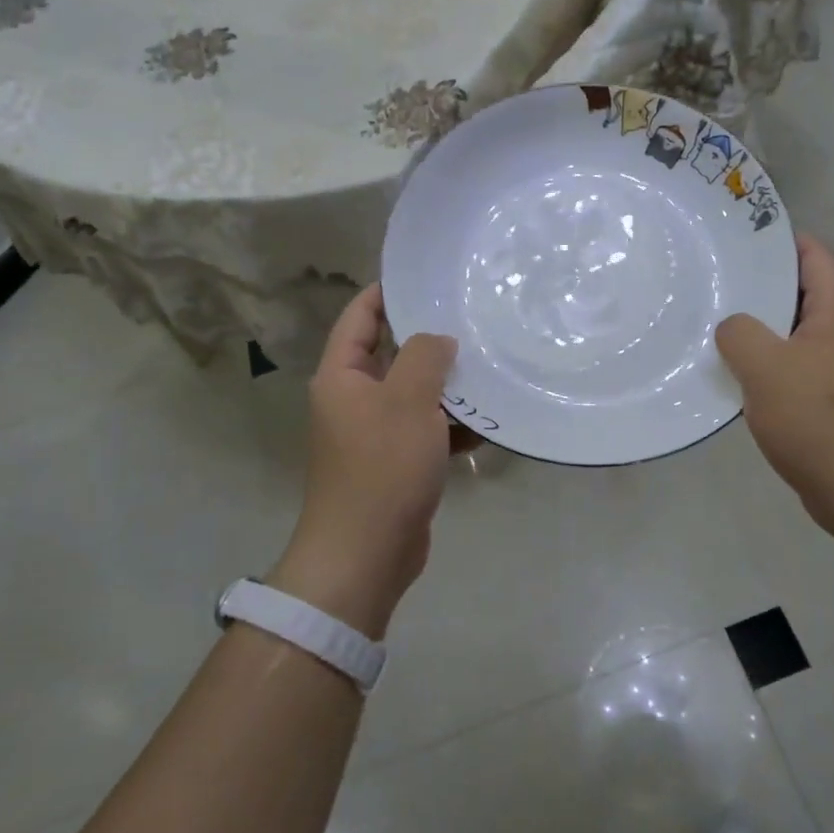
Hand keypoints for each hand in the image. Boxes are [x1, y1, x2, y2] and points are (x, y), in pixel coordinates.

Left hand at [271, 284, 457, 638]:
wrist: (366, 554)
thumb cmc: (381, 467)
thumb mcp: (407, 401)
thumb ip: (425, 357)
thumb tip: (439, 339)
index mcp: (342, 376)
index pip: (360, 317)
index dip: (387, 292)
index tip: (426, 277)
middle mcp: (354, 399)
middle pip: (392, 355)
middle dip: (431, 341)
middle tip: (473, 319)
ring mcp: (375, 433)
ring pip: (415, 395)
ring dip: (448, 386)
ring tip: (491, 366)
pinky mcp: (396, 463)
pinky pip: (426, 431)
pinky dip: (452, 426)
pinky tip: (488, 422)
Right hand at [715, 234, 833, 539]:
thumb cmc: (818, 417)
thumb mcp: (766, 366)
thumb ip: (739, 333)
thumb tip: (733, 328)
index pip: (815, 255)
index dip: (781, 240)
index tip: (738, 238)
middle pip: (803, 292)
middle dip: (761, 285)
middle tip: (714, 281)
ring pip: (795, 333)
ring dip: (760, 329)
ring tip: (715, 324)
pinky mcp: (833, 400)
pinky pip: (795, 367)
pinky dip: (767, 364)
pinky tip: (735, 375)